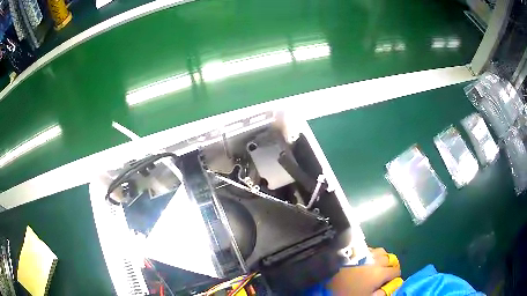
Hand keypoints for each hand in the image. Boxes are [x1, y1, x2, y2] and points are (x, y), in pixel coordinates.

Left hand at [327, 248, 400, 295]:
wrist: (325, 280)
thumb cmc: (347, 292)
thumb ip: (382, 293)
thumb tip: (392, 287)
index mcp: (380, 273)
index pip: (396, 271)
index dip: (395, 277)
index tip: (390, 282)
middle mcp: (376, 260)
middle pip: (390, 259)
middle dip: (390, 266)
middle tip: (384, 274)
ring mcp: (365, 253)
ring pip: (381, 252)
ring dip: (382, 258)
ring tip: (376, 266)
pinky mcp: (355, 250)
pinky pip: (370, 249)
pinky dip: (372, 254)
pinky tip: (365, 261)